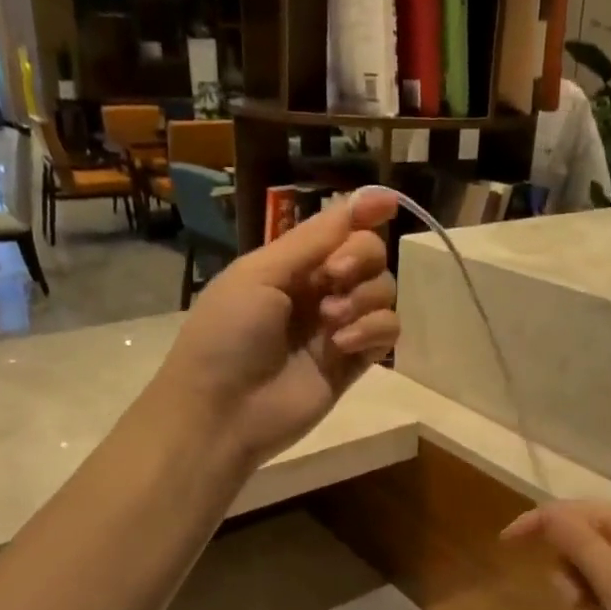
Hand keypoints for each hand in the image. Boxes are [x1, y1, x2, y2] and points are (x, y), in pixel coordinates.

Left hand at [158, 188, 399, 465]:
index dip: (365, 213)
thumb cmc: (228, 334)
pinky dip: (373, 330)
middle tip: (334, 277)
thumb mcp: (260, 274)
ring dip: (364, 297)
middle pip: (369, 255)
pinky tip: (343, 344)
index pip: (339, 229)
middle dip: (360, 258)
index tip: (388, 204)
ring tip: (331, 321)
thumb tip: (364, 198)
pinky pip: (387, 332)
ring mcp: (338, 327)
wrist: (222, 411)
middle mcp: (318, 290)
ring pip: (383, 292)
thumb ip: (313, 240)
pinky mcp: (354, 363)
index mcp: (290, 264)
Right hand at [502, 500, 610, 609]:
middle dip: (570, 574)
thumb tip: (545, 511)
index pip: (571, 511)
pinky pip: (607, 597)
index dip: (536, 523)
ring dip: (586, 600)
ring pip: (589, 575)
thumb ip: (575, 540)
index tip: (505, 543)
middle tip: (577, 602)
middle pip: (579, 544)